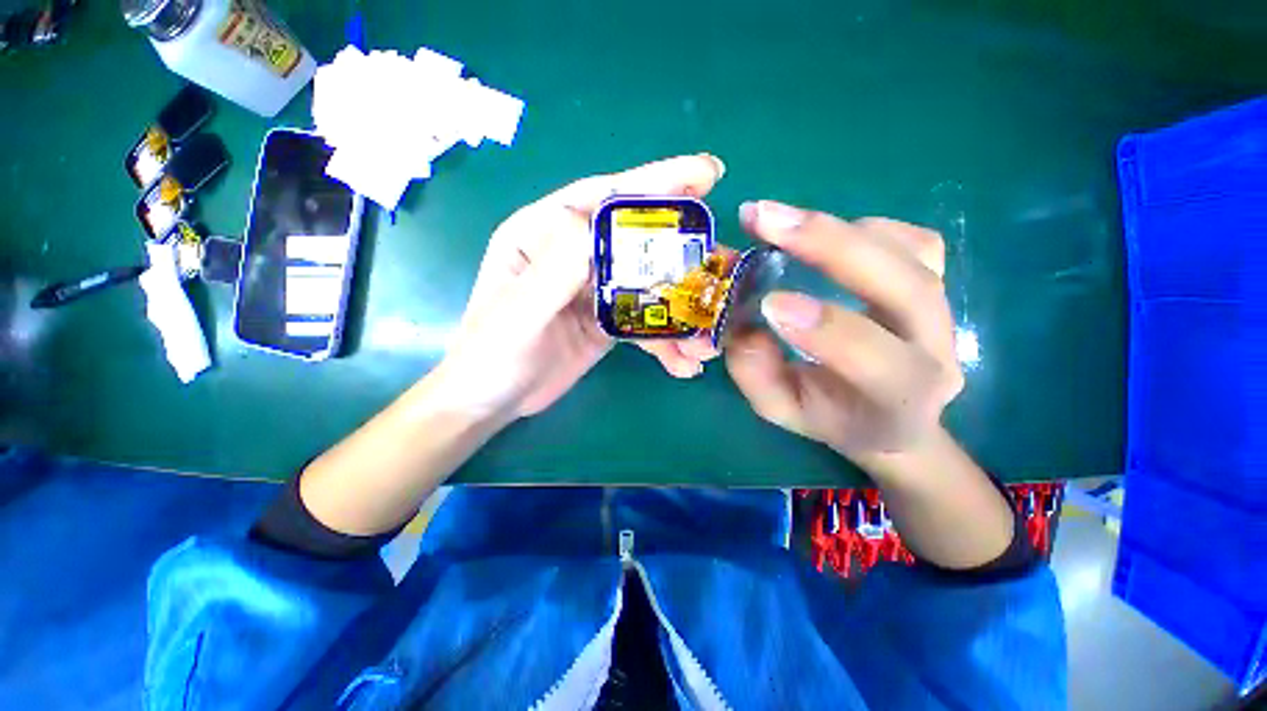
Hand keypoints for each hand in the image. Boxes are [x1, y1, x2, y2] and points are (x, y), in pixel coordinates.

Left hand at [433, 154, 726, 420]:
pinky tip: (685, 363)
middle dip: (681, 249)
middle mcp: (572, 255)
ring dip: (681, 310)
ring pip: (647, 285)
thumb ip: (555, 269)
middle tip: (725, 258)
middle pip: (635, 238)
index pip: (602, 197)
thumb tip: (592, 220)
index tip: (705, 173)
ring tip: (710, 335)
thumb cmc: (491, 354)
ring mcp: (593, 290)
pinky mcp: (606, 321)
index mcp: (543, 234)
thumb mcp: (518, 311)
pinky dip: (666, 341)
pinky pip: (643, 322)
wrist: (493, 402)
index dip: (653, 182)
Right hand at [726, 201, 963, 461]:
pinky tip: (827, 234)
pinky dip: (868, 228)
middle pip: (906, 286)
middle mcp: (936, 349)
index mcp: (900, 397)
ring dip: (841, 230)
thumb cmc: (831, 417)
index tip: (768, 303)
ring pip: (914, 254)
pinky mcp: (937, 284)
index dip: (824, 327)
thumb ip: (758, 377)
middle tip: (765, 220)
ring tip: (782, 224)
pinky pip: (917, 241)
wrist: (890, 417)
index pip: (876, 360)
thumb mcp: (783, 410)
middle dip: (831, 246)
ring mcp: (942, 311)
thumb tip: (744, 326)